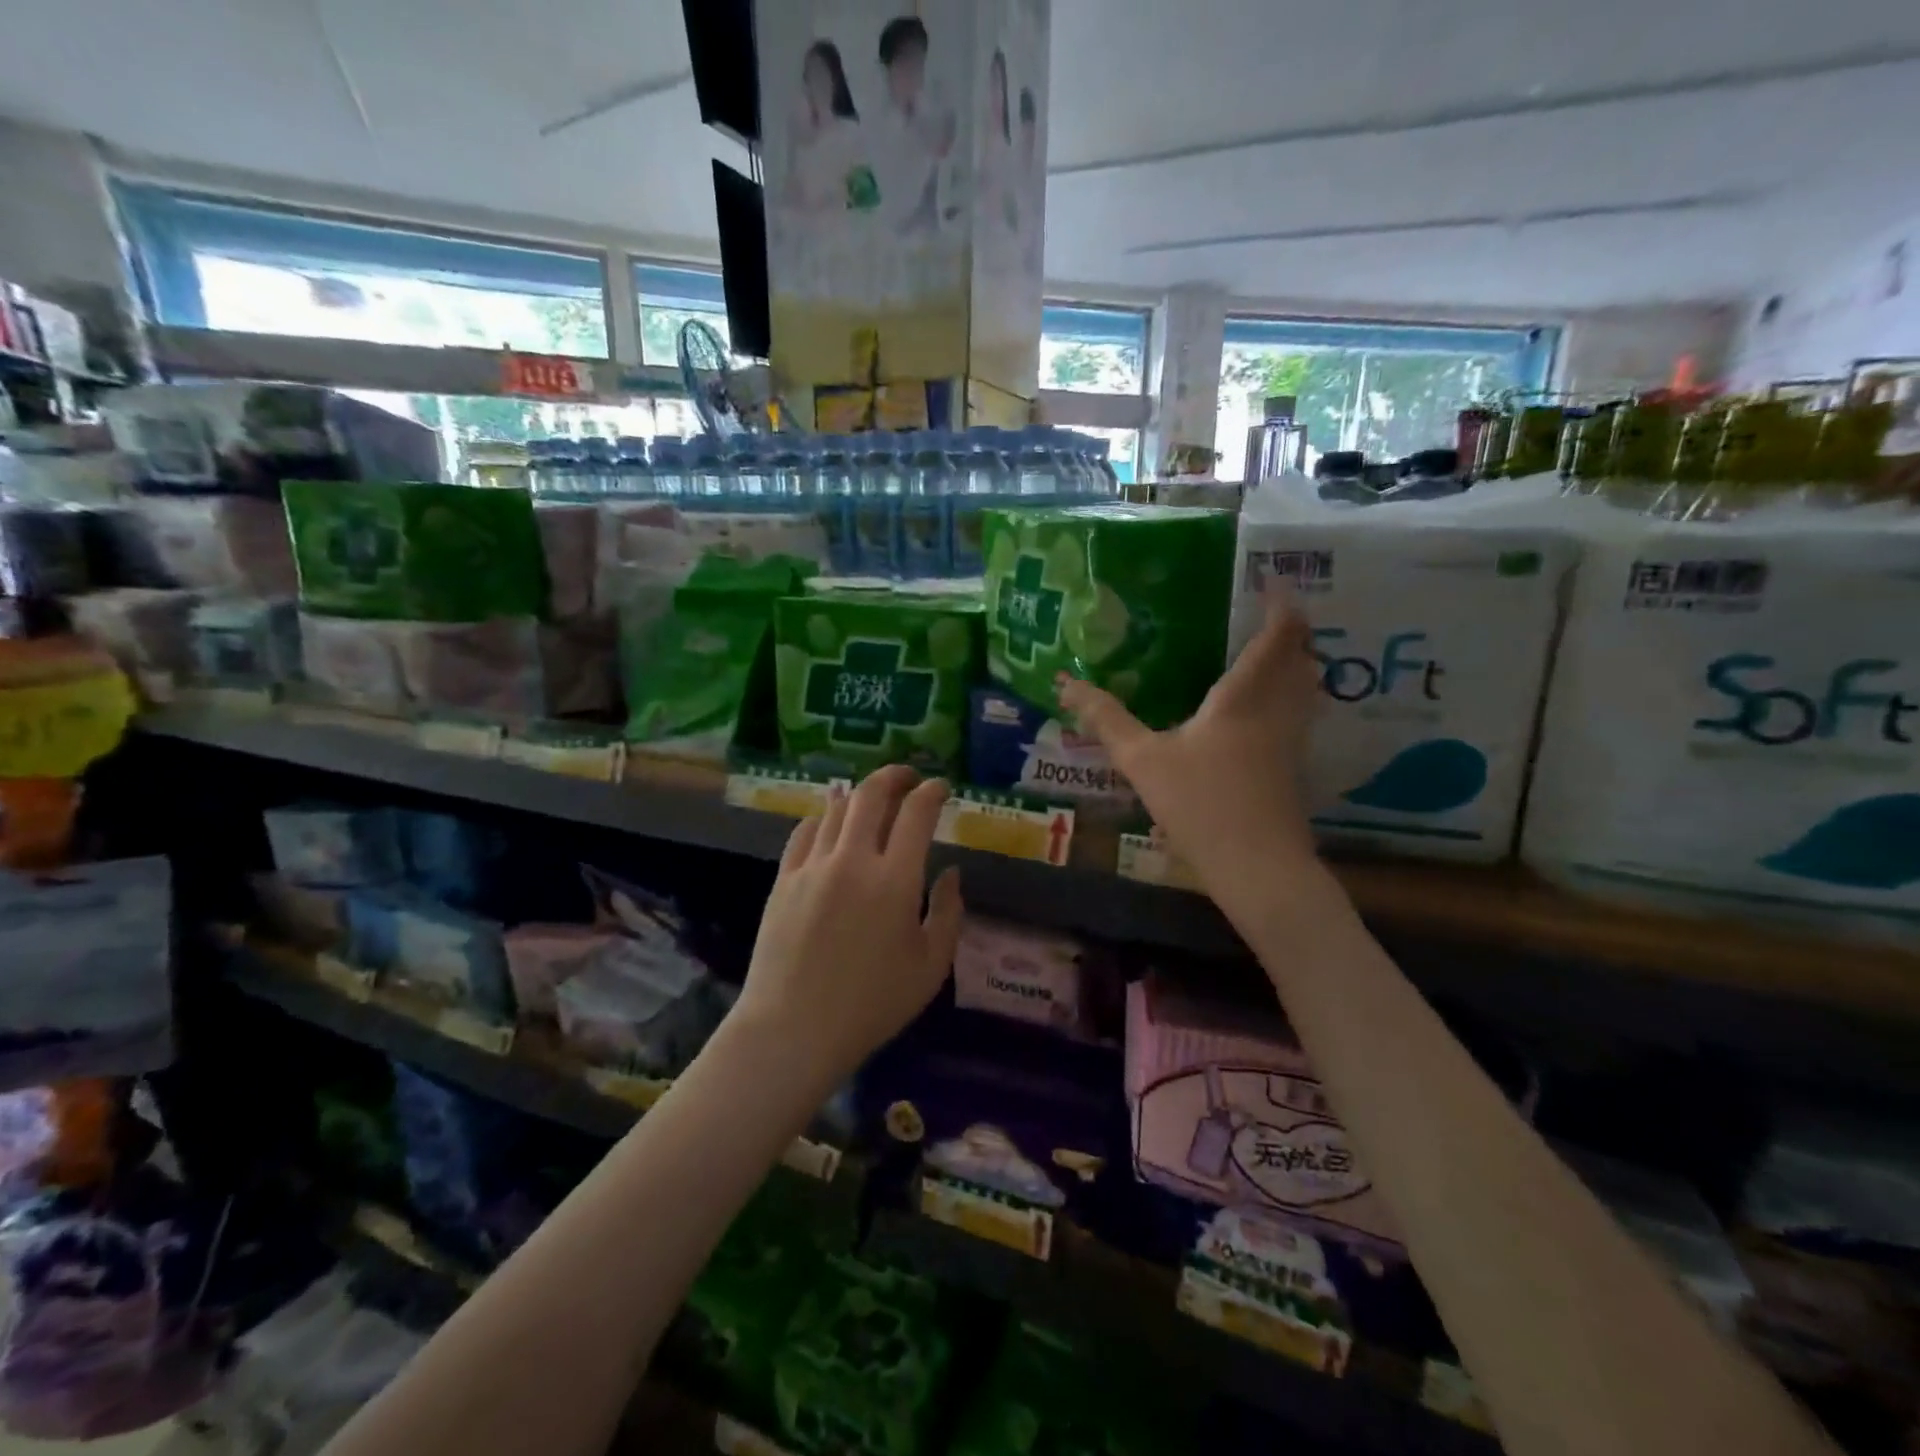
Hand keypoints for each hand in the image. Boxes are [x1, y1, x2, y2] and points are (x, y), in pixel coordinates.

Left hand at [737, 766, 962, 1082]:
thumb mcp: (930, 967)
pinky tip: (832, 827)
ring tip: (873, 802)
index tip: (941, 787)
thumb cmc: (872, 1004)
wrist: (793, 1029)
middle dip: (894, 776)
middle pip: (871, 794)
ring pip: (837, 808)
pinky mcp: (784, 879)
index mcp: (895, 880)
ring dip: (860, 796)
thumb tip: (951, 872)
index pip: (917, 813)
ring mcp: (812, 866)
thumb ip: (949, 912)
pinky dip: (825, 819)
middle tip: (908, 778)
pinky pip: (806, 831)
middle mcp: (853, 860)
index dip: (932, 792)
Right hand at [1058, 582, 1321, 907]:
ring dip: (1301, 664)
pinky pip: (1302, 716)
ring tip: (1280, 653)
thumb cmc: (1199, 804)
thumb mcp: (1142, 760)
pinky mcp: (1294, 770)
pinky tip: (1271, 712)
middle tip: (1278, 614)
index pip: (1276, 639)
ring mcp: (1292, 743)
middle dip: (1296, 633)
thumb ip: (1106, 719)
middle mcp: (1277, 712)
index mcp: (1243, 699)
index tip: (1278, 581)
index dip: (1283, 606)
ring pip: (1309, 690)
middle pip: (1303, 660)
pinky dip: (1295, 697)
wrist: (1257, 868)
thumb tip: (1066, 683)